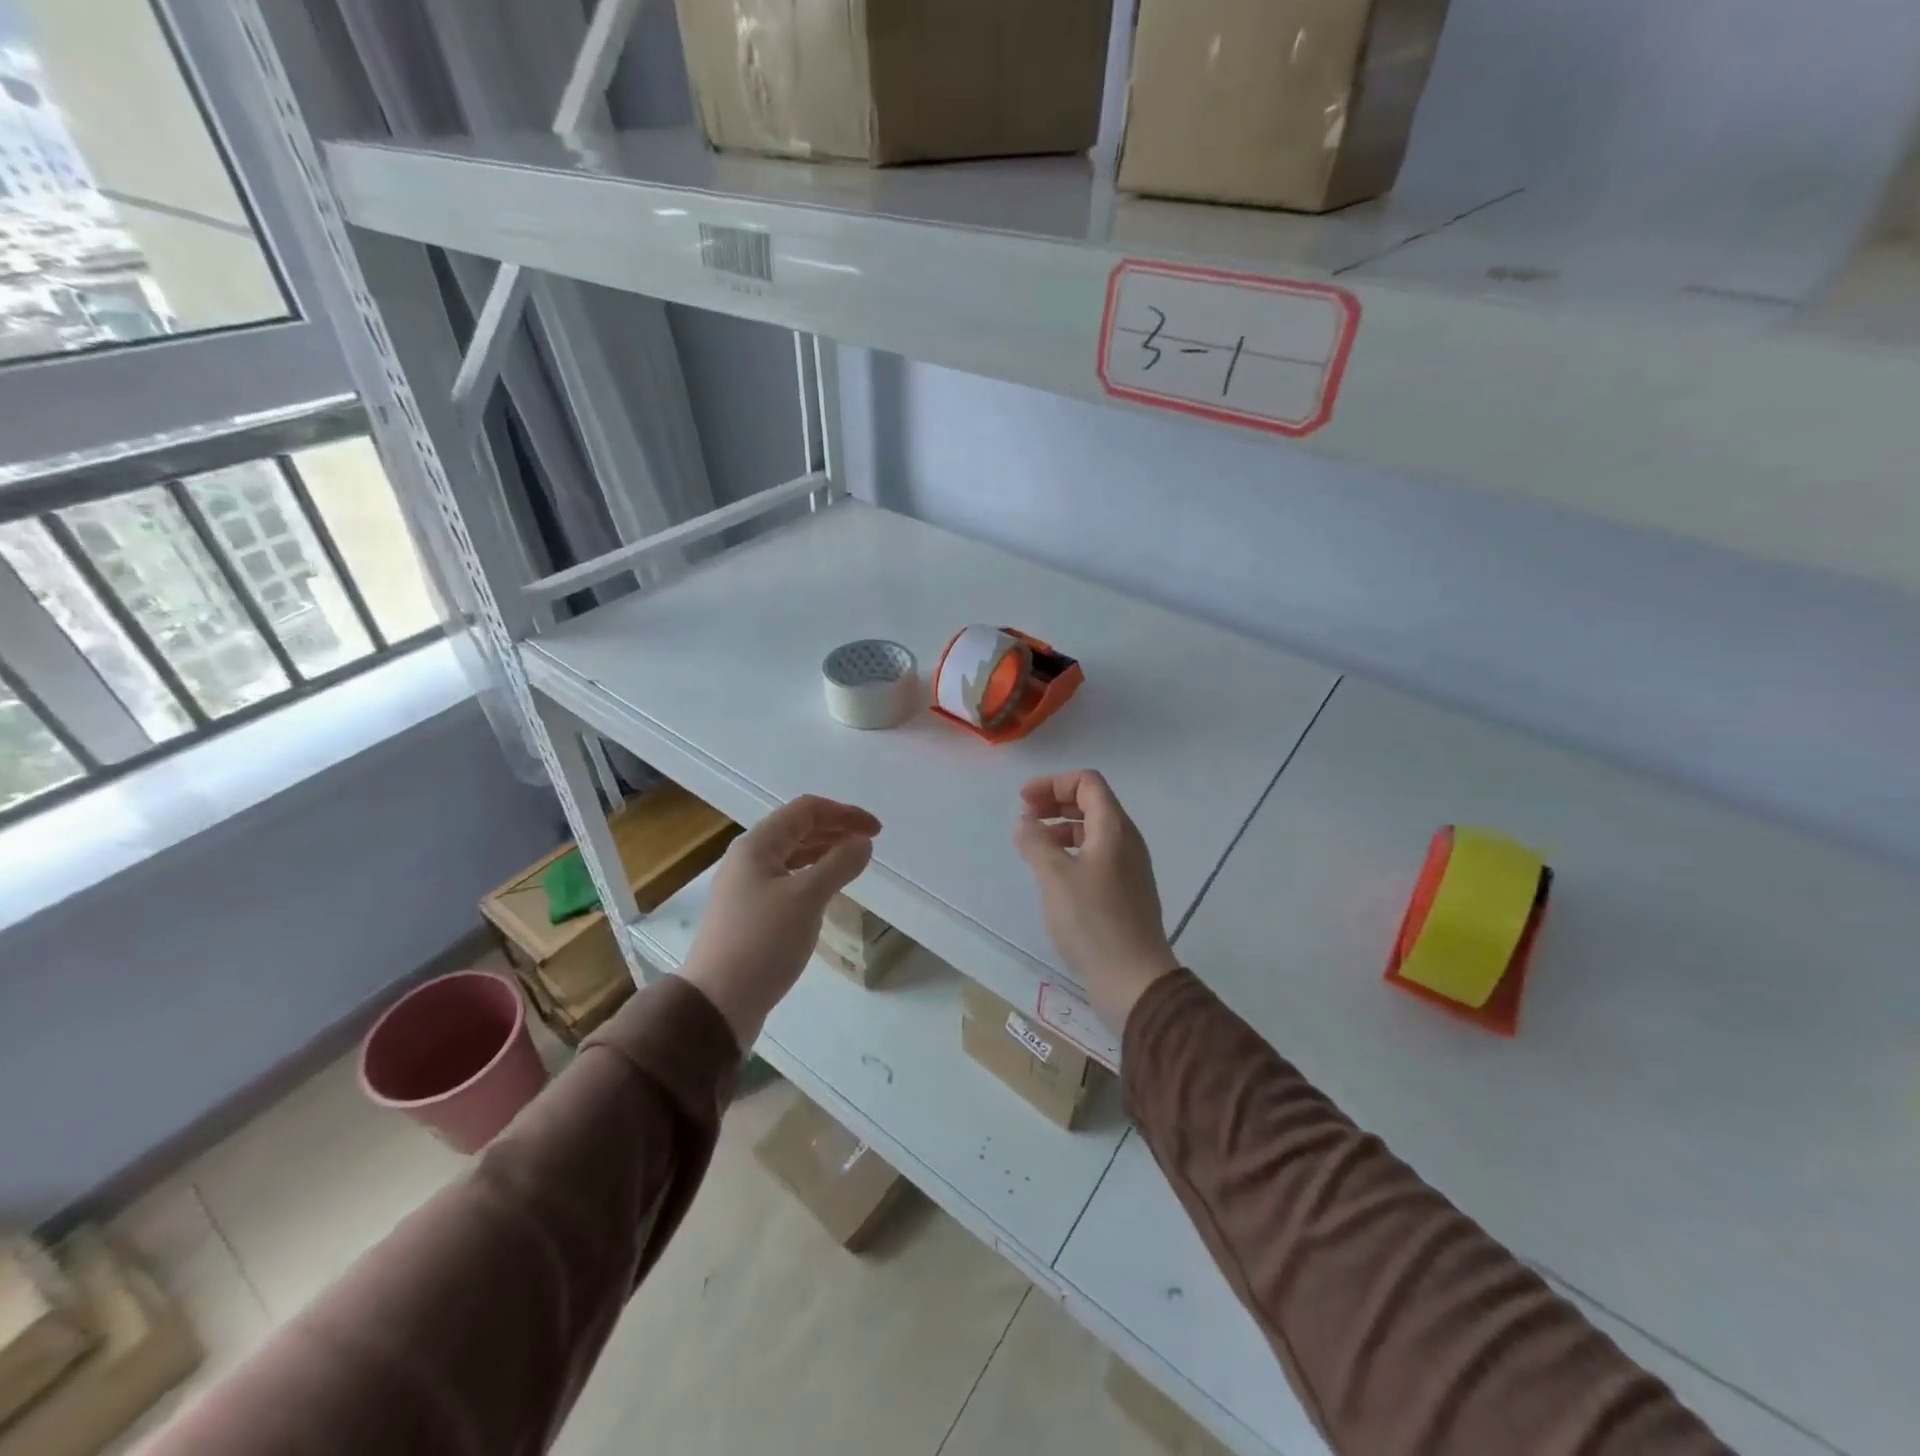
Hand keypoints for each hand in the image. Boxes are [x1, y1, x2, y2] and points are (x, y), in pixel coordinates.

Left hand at [681, 795, 880, 1045]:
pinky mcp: (751, 913)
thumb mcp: (806, 898)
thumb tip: (863, 843)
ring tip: (854, 863)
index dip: (844, 814)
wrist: (718, 1003)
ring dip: (825, 853)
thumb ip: (838, 865)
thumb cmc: (762, 942)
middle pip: (798, 829)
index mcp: (757, 845)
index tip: (876, 832)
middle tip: (869, 845)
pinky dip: (813, 876)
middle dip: (836, 830)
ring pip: (793, 856)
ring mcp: (747, 887)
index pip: (806, 810)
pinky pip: (789, 880)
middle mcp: (749, 859)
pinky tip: (828, 890)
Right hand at [1014, 770, 1179, 1032]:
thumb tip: (1025, 823)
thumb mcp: (1055, 876)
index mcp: (1114, 828)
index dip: (1053, 783)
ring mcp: (1129, 867)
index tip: (1024, 801)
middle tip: (1025, 818)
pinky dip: (1071, 852)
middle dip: (1055, 802)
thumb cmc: (1093, 920)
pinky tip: (1052, 874)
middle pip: (1091, 803)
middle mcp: (1126, 840)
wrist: (1133, 978)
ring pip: (1093, 831)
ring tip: (1033, 846)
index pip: (1087, 782)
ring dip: (1061, 828)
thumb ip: (1035, 842)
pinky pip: (1096, 855)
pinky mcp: (1125, 891)